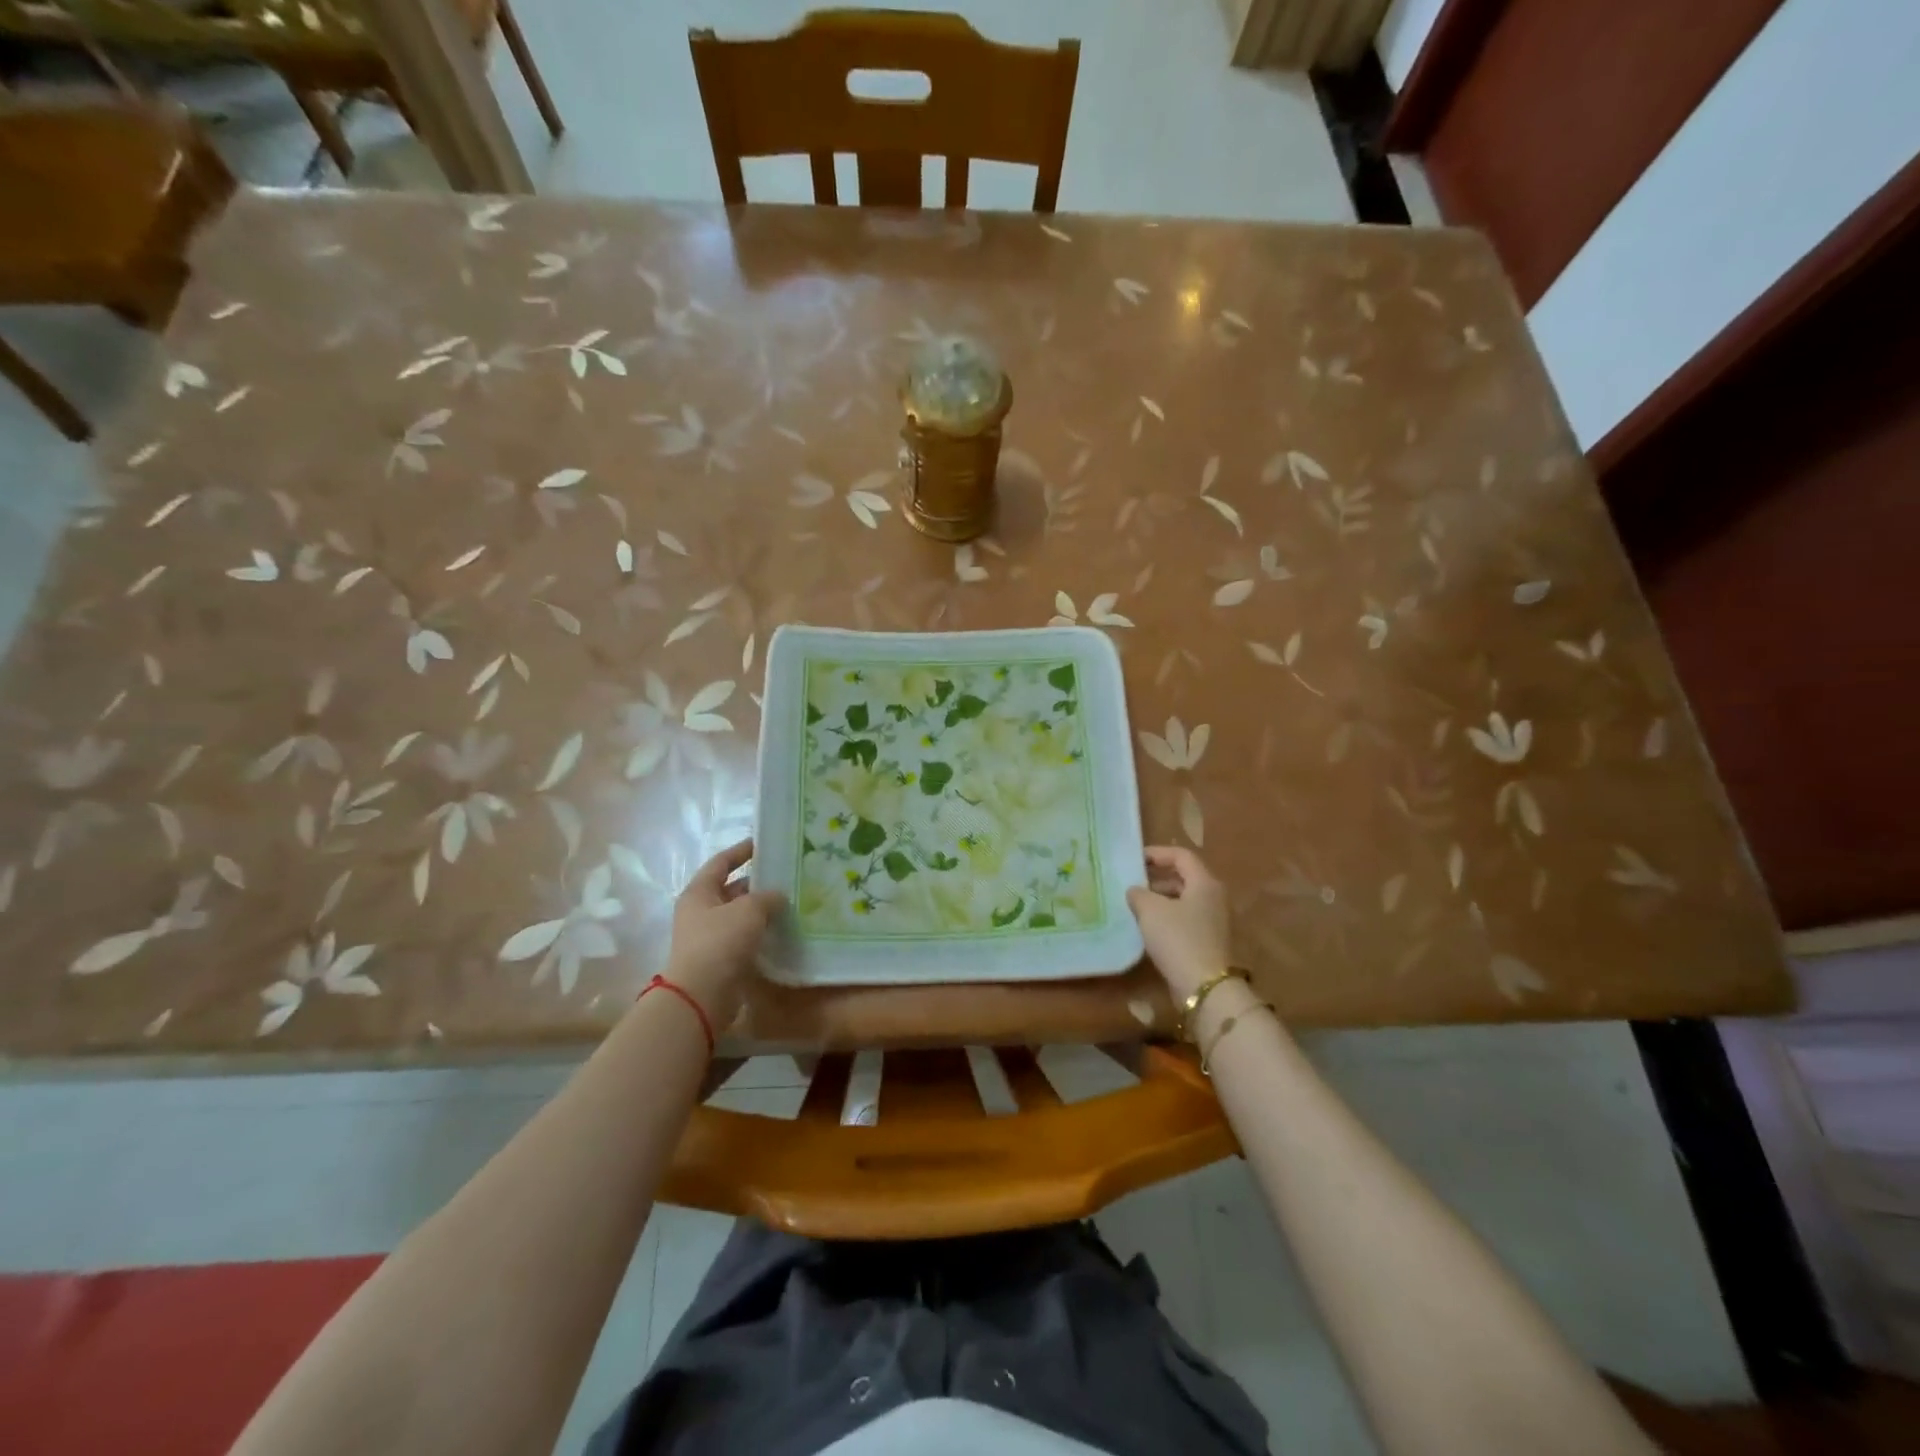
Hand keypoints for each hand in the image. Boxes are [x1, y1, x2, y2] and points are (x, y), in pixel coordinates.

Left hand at [663, 839, 783, 1024]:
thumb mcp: (749, 910)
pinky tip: (783, 931)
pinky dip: (761, 933)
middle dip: (757, 883)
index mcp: (699, 892)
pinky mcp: (720, 960)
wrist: (702, 995)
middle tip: (787, 877)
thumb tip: (778, 896)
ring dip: (762, 910)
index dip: (741, 851)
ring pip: (740, 915)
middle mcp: (700, 912)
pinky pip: (744, 938)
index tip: (763, 843)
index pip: (721, 862)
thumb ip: (767, 897)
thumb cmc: (720, 942)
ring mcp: (709, 937)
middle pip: (731, 889)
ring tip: (791, 903)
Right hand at [1126, 846, 1231, 1001]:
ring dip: (1160, 898)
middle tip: (1132, 881)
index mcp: (1205, 883)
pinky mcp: (1209, 940)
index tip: (1134, 859)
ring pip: (1184, 899)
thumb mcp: (1150, 910)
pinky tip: (1148, 927)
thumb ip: (1139, 893)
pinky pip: (1186, 919)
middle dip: (1157, 877)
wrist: (1205, 987)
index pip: (1181, 856)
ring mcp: (1214, 920)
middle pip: (1184, 877)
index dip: (1157, 853)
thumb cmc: (1178, 939)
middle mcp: (1214, 897)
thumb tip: (1135, 890)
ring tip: (1135, 904)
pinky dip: (1167, 916)